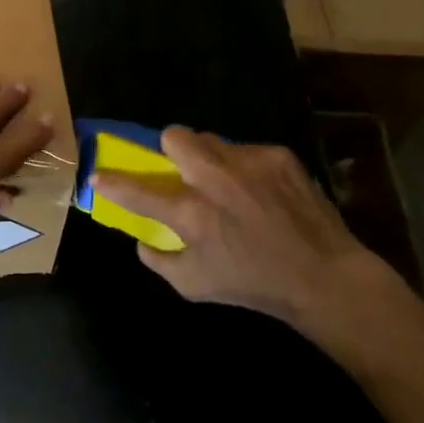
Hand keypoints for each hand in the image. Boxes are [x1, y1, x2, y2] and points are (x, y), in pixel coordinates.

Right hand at [92, 127, 385, 340]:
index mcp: (191, 213)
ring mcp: (248, 163)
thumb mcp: (195, 286)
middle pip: (174, 136)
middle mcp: (215, 179)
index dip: (112, 182)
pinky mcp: (278, 156)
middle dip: (169, 149)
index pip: (137, 190)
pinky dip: (243, 168)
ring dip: (207, 158)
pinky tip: (261, 193)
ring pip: (210, 140)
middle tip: (180, 172)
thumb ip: (159, 259)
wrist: (325, 277)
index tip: (98, 175)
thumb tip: (141, 238)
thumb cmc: (254, 285)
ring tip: (225, 184)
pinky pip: (245, 151)